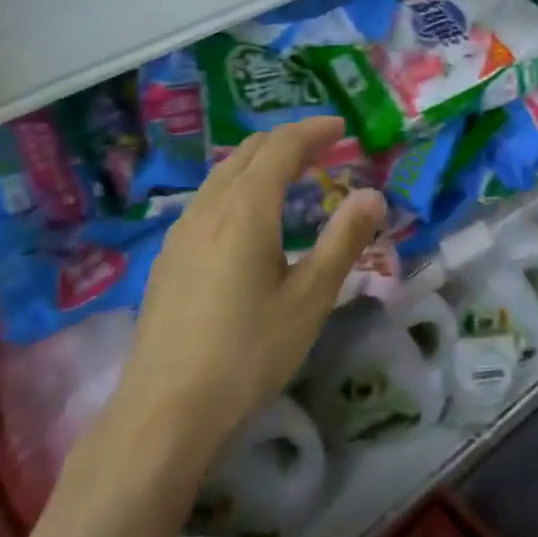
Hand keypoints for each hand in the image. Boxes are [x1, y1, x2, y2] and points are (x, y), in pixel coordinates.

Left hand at [112, 117, 384, 468]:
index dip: (312, 131)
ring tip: (288, 173)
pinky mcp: (169, 254)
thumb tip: (373, 194)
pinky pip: (208, 197)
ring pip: (223, 173)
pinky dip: (237, 185)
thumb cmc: (247, 354)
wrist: (165, 409)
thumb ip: (343, 241)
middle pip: (248, 152)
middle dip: (286, 140)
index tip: (340, 127)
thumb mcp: (309, 300)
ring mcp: (182, 229)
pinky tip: (246, 215)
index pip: (281, 148)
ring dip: (259, 161)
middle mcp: (210, 206)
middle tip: (321, 145)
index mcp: (247, 209)